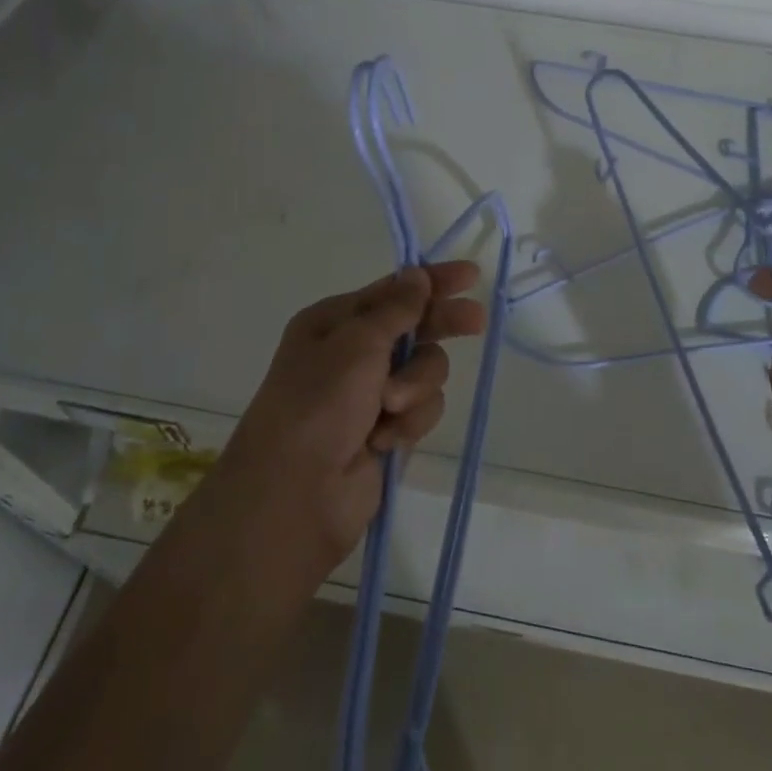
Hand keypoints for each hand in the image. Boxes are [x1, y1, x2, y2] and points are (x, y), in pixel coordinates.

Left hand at [210, 263, 485, 581]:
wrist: (296, 495)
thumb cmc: (319, 403)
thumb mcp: (357, 344)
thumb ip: (397, 308)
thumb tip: (417, 274)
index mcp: (335, 322)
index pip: (394, 291)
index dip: (432, 281)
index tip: (470, 275)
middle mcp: (353, 354)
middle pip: (414, 328)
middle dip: (441, 325)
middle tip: (475, 322)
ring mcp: (370, 394)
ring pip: (425, 371)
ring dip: (415, 385)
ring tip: (390, 406)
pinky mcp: (387, 430)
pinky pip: (422, 409)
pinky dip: (409, 421)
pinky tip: (385, 439)